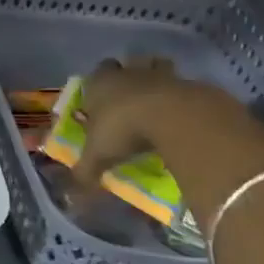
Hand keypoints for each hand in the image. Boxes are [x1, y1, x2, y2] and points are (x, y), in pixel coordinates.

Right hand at [71, 56, 196, 187]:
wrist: (175, 117)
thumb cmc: (124, 128)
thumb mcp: (99, 155)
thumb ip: (85, 171)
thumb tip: (72, 199)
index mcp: (100, 83)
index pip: (95, 73)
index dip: (98, 84)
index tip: (101, 99)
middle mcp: (128, 73)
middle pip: (127, 64)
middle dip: (129, 74)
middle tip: (131, 96)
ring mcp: (161, 75)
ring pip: (157, 66)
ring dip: (157, 78)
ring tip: (159, 100)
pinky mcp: (190, 83)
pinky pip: (184, 85)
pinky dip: (183, 96)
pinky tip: (183, 115)